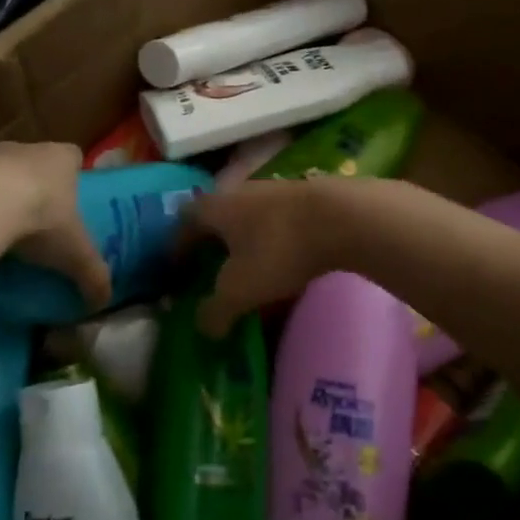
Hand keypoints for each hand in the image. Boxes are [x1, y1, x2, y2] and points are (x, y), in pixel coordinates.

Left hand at [0, 141, 111, 309]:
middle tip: (35, 222)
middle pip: (33, 162)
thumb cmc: (41, 218)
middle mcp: (25, 149)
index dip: (73, 176)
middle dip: (34, 187)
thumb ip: (93, 274)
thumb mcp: (75, 253)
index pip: (73, 157)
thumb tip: (104, 301)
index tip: (71, 200)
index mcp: (61, 159)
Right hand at [185, 178, 353, 336]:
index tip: (178, 271)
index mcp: (214, 207)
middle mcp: (239, 192)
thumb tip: (203, 328)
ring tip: (250, 274)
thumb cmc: (278, 249)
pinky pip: (277, 224)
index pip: (183, 221)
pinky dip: (273, 244)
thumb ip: (214, 312)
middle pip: (216, 218)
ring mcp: (273, 191)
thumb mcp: (239, 290)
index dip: (177, 247)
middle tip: (211, 274)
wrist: (343, 217)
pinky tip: (285, 267)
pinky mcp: (304, 198)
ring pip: (248, 220)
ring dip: (244, 245)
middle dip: (212, 246)